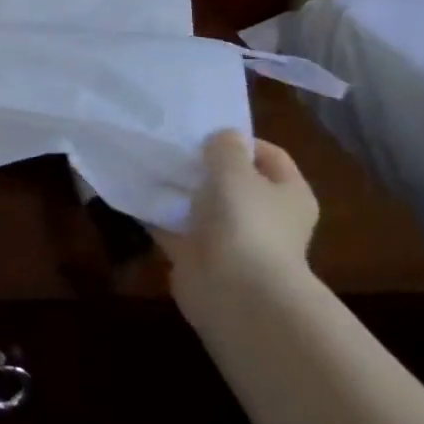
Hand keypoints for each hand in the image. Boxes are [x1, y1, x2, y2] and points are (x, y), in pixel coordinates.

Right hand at [151, 130, 317, 312]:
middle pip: (233, 181)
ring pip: (201, 206)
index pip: (269, 155)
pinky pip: (175, 229)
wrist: (234, 292)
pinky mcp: (200, 257)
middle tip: (172, 147)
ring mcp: (232, 239)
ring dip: (179, 191)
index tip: (204, 131)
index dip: (240, 140)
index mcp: (289, 194)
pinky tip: (134, 196)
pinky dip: (158, 216)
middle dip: (203, 165)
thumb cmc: (245, 222)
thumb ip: (225, 148)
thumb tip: (224, 137)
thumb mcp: (234, 170)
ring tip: (148, 166)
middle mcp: (265, 216)